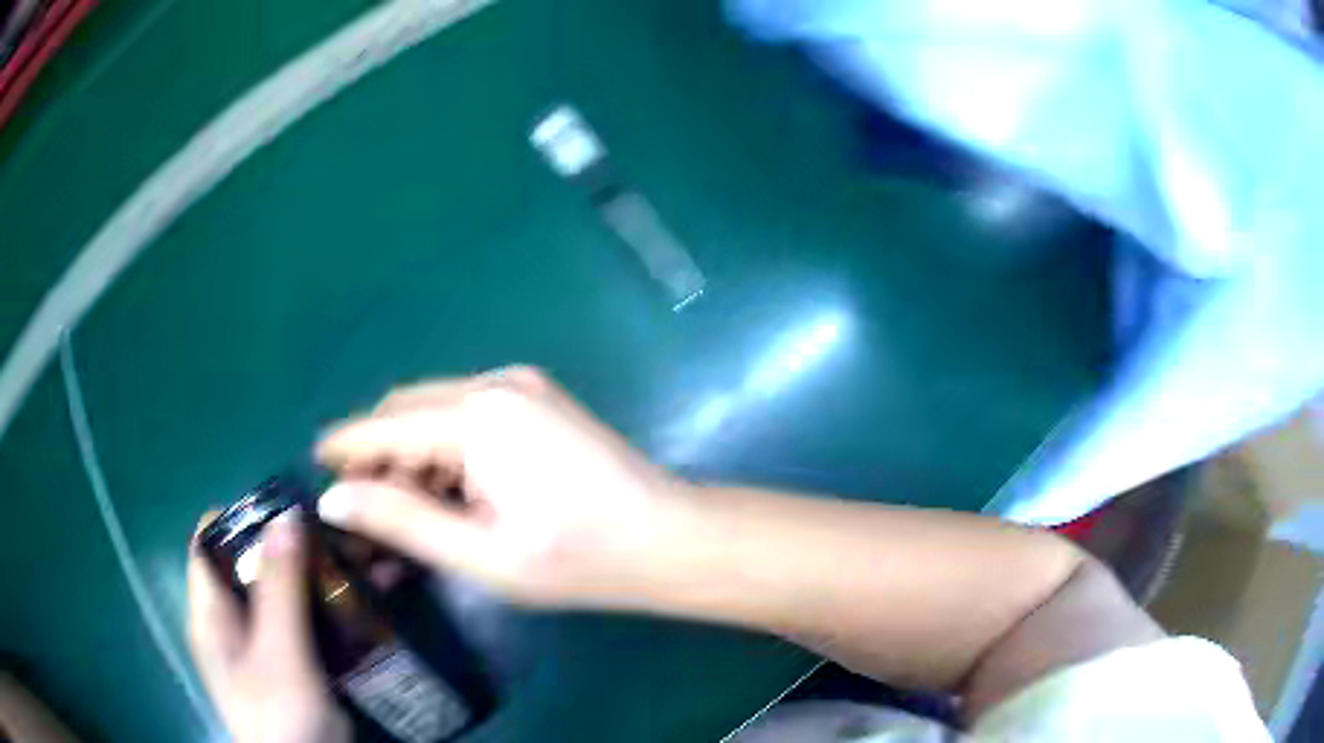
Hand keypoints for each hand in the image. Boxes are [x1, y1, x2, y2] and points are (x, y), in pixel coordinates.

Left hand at [187, 513, 350, 742]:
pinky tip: (364, 602)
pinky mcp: (294, 666)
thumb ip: (278, 589)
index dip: (243, 516)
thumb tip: (285, 513)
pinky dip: (330, 607)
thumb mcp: (278, 655)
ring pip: (285, 593)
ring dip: (318, 576)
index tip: (290, 506)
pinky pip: (307, 622)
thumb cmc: (281, 719)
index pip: (211, 541)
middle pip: (251, 565)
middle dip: (293, 545)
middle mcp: (232, 623)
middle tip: (340, 534)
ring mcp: (265, 646)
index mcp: (211, 613)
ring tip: (363, 561)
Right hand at [315, 367, 690, 607]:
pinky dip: (443, 450)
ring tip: (402, 514)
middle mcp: (494, 384)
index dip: (344, 447)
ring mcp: (520, 387)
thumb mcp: (481, 553)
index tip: (312, 467)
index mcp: (478, 416)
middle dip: (377, 454)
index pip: (384, 425)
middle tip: (362, 510)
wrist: (668, 539)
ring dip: (410, 454)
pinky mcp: (536, 401)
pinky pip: (466, 417)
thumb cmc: (579, 559)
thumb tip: (335, 499)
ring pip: (435, 413)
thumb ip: (402, 520)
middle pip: (406, 411)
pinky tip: (445, 494)